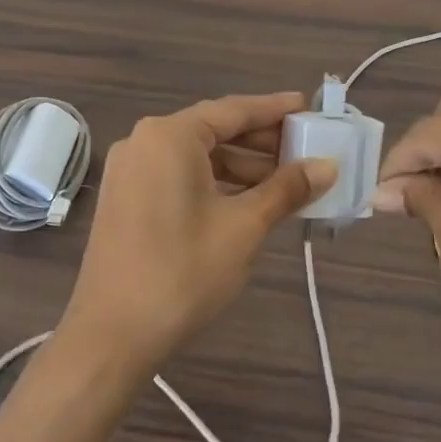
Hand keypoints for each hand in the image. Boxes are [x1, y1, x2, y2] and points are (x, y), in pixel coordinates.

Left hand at [61, 94, 335, 373]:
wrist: (113, 334)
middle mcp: (144, 142)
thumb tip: (327, 166)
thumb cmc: (184, 271)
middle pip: (213, 131)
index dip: (274, 109)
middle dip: (260, 143)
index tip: (307, 107)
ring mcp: (130, 172)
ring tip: (286, 184)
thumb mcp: (244, 227)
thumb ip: (286, 189)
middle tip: (305, 151)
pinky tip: (247, 203)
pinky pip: (178, 177)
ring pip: (196, 157)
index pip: (233, 110)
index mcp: (170, 136)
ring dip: (240, 168)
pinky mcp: (126, 199)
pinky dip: (214, 185)